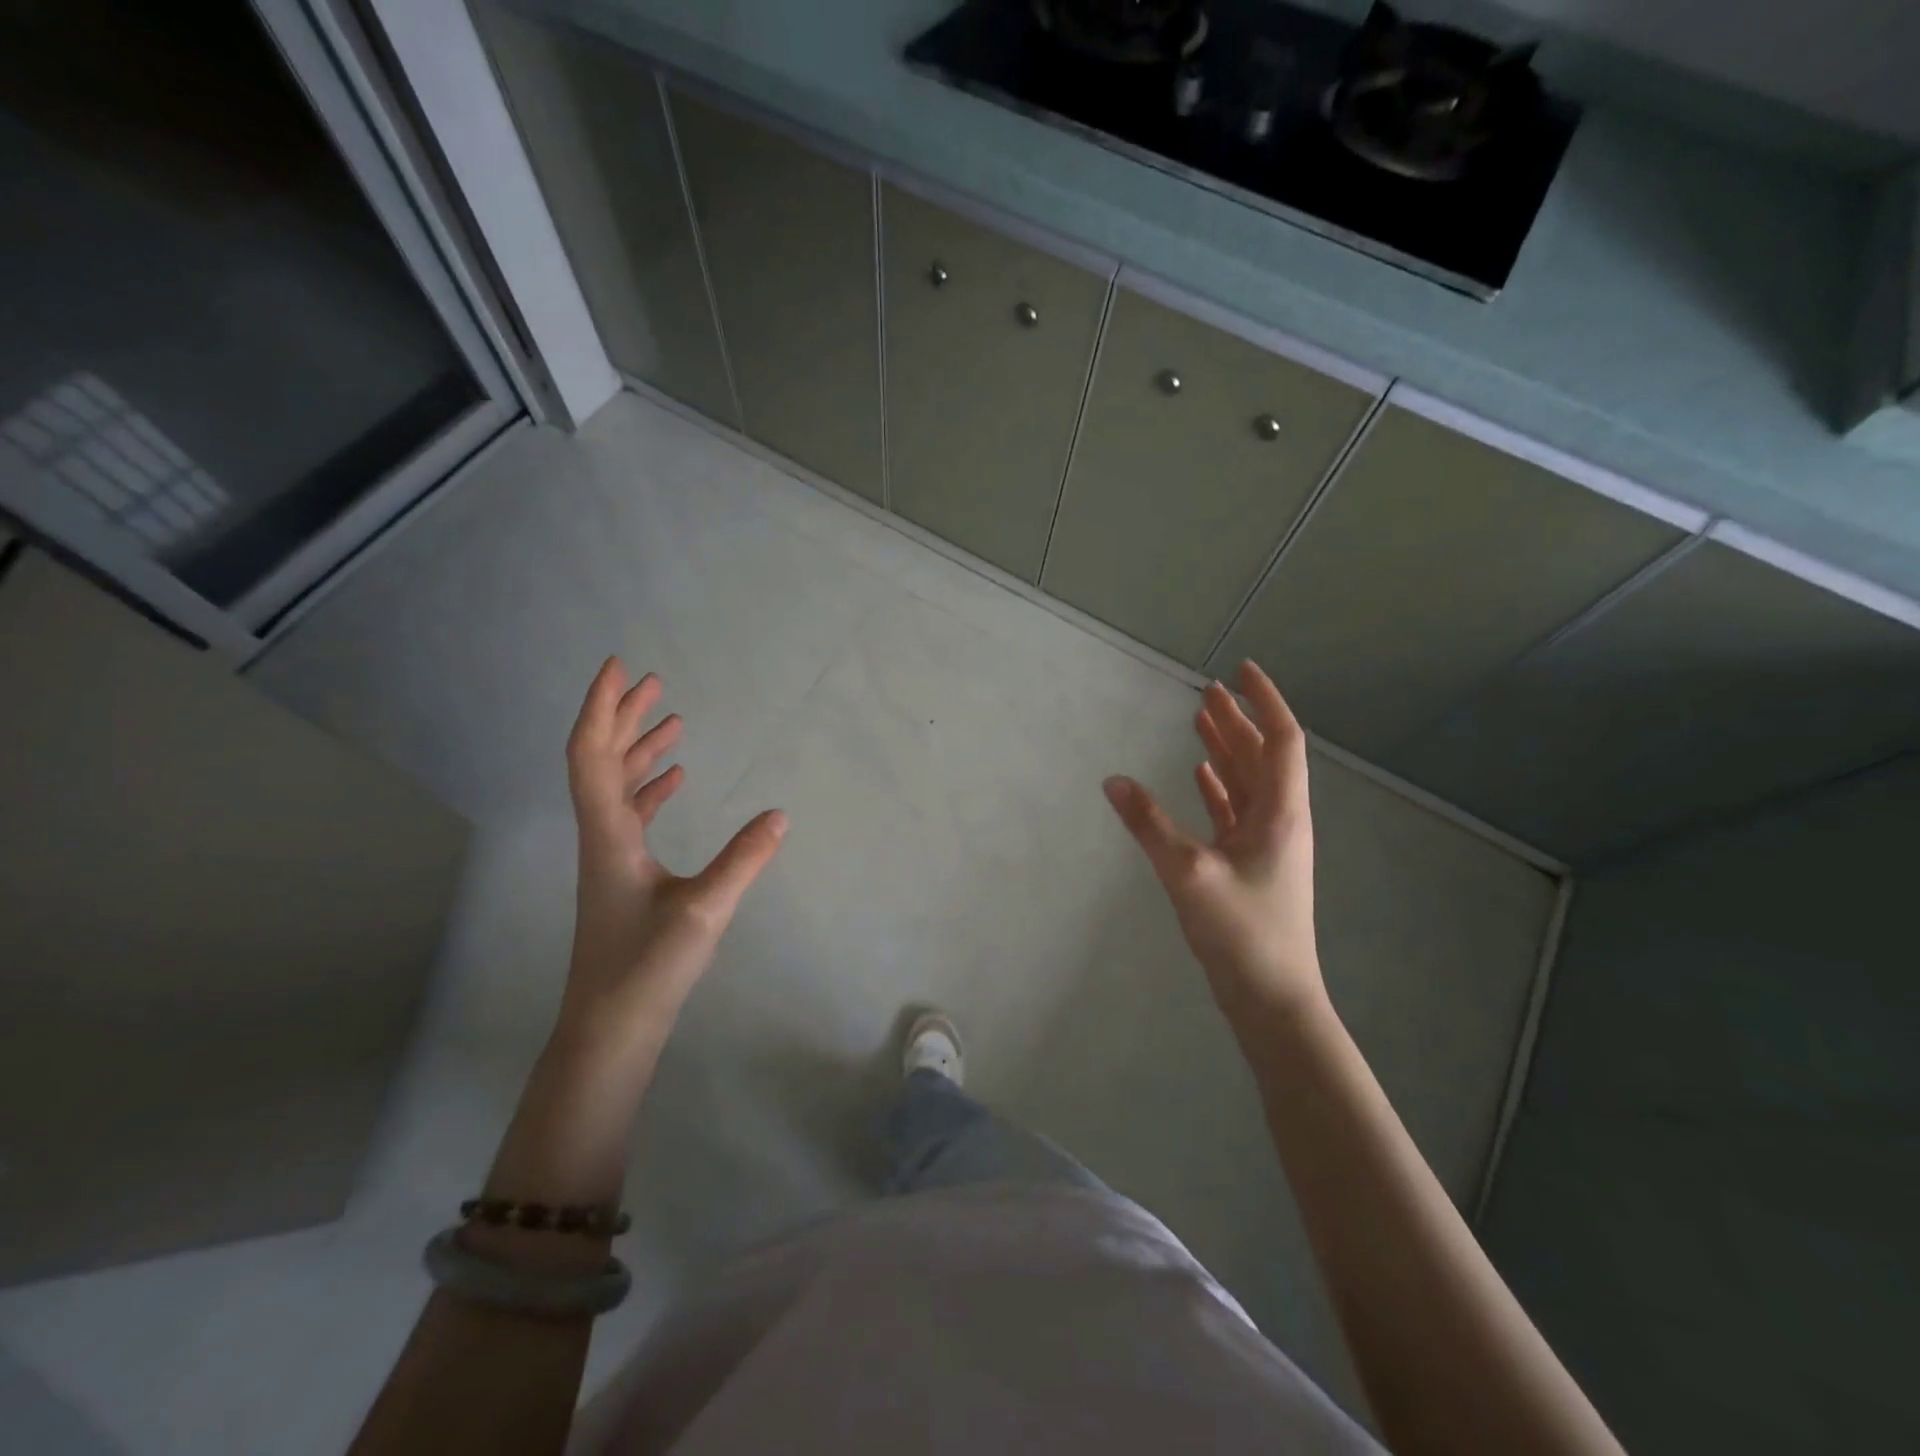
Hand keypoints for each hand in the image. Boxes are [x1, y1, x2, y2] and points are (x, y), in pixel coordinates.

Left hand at [559, 658, 785, 1059]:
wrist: (612, 1027)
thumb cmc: (648, 967)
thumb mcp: (704, 911)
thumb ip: (744, 859)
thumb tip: (780, 814)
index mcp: (609, 835)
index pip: (594, 755)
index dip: (603, 708)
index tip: (618, 668)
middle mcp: (602, 837)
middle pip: (602, 761)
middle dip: (624, 717)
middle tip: (653, 682)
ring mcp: (611, 858)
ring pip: (617, 787)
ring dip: (639, 750)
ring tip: (671, 720)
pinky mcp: (623, 877)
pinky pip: (632, 814)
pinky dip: (649, 788)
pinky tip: (672, 779)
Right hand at [1103, 660, 1324, 1026]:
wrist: (1272, 998)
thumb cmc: (1241, 931)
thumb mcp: (1187, 873)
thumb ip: (1148, 824)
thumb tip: (1112, 780)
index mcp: (1280, 812)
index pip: (1281, 740)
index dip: (1264, 701)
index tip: (1239, 670)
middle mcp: (1280, 820)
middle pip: (1262, 756)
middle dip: (1237, 720)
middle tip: (1207, 690)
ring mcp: (1267, 843)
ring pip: (1248, 782)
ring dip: (1227, 750)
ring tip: (1199, 720)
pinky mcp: (1251, 864)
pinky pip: (1236, 810)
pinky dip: (1219, 787)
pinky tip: (1199, 776)